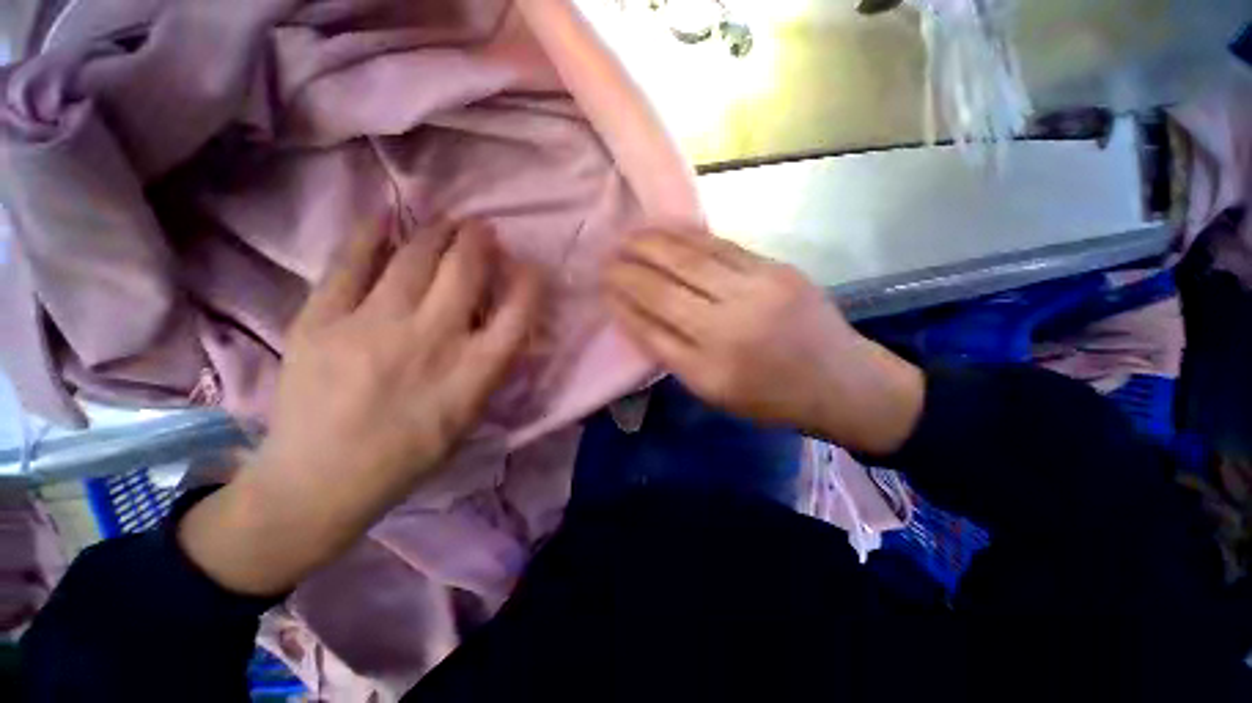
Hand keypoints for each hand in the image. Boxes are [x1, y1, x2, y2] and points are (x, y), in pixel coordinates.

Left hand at [181, 218, 540, 594]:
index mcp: (472, 374)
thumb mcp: (468, 416)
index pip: (517, 316)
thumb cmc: (409, 453)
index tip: (531, 266)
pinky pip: (349, 265)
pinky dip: (369, 235)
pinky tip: (384, 217)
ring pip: (414, 259)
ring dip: (436, 232)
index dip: (530, 284)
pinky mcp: (321, 321)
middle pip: (465, 273)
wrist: (321, 479)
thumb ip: (487, 367)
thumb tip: (495, 321)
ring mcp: (372, 327)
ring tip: (446, 222)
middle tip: (482, 228)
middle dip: (479, 241)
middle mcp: (431, 341)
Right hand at [604, 230, 922, 454]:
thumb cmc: (771, 398)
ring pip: (689, 260)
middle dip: (628, 271)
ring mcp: (756, 293)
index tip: (604, 289)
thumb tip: (638, 316)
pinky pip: (720, 247)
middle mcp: (728, 330)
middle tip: (606, 258)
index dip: (623, 306)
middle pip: (663, 291)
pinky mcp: (776, 270)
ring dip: (652, 245)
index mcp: (710, 371)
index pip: (651, 329)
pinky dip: (687, 236)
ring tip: (628, 237)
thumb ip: (674, 355)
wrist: (842, 382)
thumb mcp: (715, 392)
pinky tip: (666, 230)